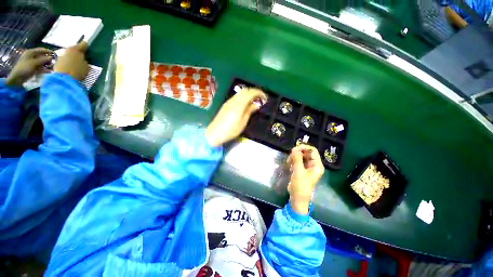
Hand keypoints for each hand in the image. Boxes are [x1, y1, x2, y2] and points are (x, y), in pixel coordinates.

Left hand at [5, 48, 53, 86]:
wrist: (18, 78)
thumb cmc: (25, 68)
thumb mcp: (35, 63)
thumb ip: (44, 60)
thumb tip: (52, 57)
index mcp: (31, 52)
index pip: (42, 50)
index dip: (49, 52)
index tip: (56, 55)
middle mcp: (32, 56)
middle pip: (42, 56)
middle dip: (48, 59)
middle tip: (55, 62)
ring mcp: (32, 62)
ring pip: (42, 62)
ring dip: (47, 64)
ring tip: (53, 67)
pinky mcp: (33, 68)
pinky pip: (41, 67)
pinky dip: (45, 69)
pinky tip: (49, 71)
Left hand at [54, 42, 88, 80]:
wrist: (63, 78)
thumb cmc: (77, 71)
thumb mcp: (86, 66)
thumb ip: (85, 60)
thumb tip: (84, 59)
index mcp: (76, 49)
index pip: (84, 44)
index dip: (87, 47)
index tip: (89, 52)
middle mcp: (68, 49)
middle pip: (75, 49)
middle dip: (78, 53)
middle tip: (83, 59)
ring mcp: (62, 54)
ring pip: (70, 54)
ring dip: (73, 57)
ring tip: (77, 64)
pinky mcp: (57, 61)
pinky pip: (65, 59)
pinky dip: (68, 62)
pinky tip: (71, 67)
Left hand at [205, 88, 266, 146]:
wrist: (215, 133)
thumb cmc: (231, 130)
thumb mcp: (243, 122)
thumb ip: (249, 111)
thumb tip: (257, 104)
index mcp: (239, 105)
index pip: (250, 93)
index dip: (259, 93)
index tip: (265, 97)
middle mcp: (233, 100)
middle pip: (245, 91)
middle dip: (254, 92)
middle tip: (261, 98)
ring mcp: (229, 102)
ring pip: (240, 93)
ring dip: (249, 94)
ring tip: (255, 100)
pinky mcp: (226, 104)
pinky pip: (237, 97)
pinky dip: (243, 96)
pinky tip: (246, 103)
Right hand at [287, 145, 324, 214]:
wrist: (297, 197)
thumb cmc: (300, 185)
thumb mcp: (298, 171)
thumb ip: (297, 159)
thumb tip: (295, 148)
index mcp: (317, 165)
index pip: (312, 151)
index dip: (304, 147)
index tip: (294, 149)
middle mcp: (313, 165)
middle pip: (307, 153)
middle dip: (298, 152)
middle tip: (290, 156)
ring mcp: (307, 167)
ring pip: (301, 156)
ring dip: (294, 156)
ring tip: (289, 161)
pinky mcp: (302, 169)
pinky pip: (298, 160)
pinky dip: (293, 160)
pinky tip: (289, 164)